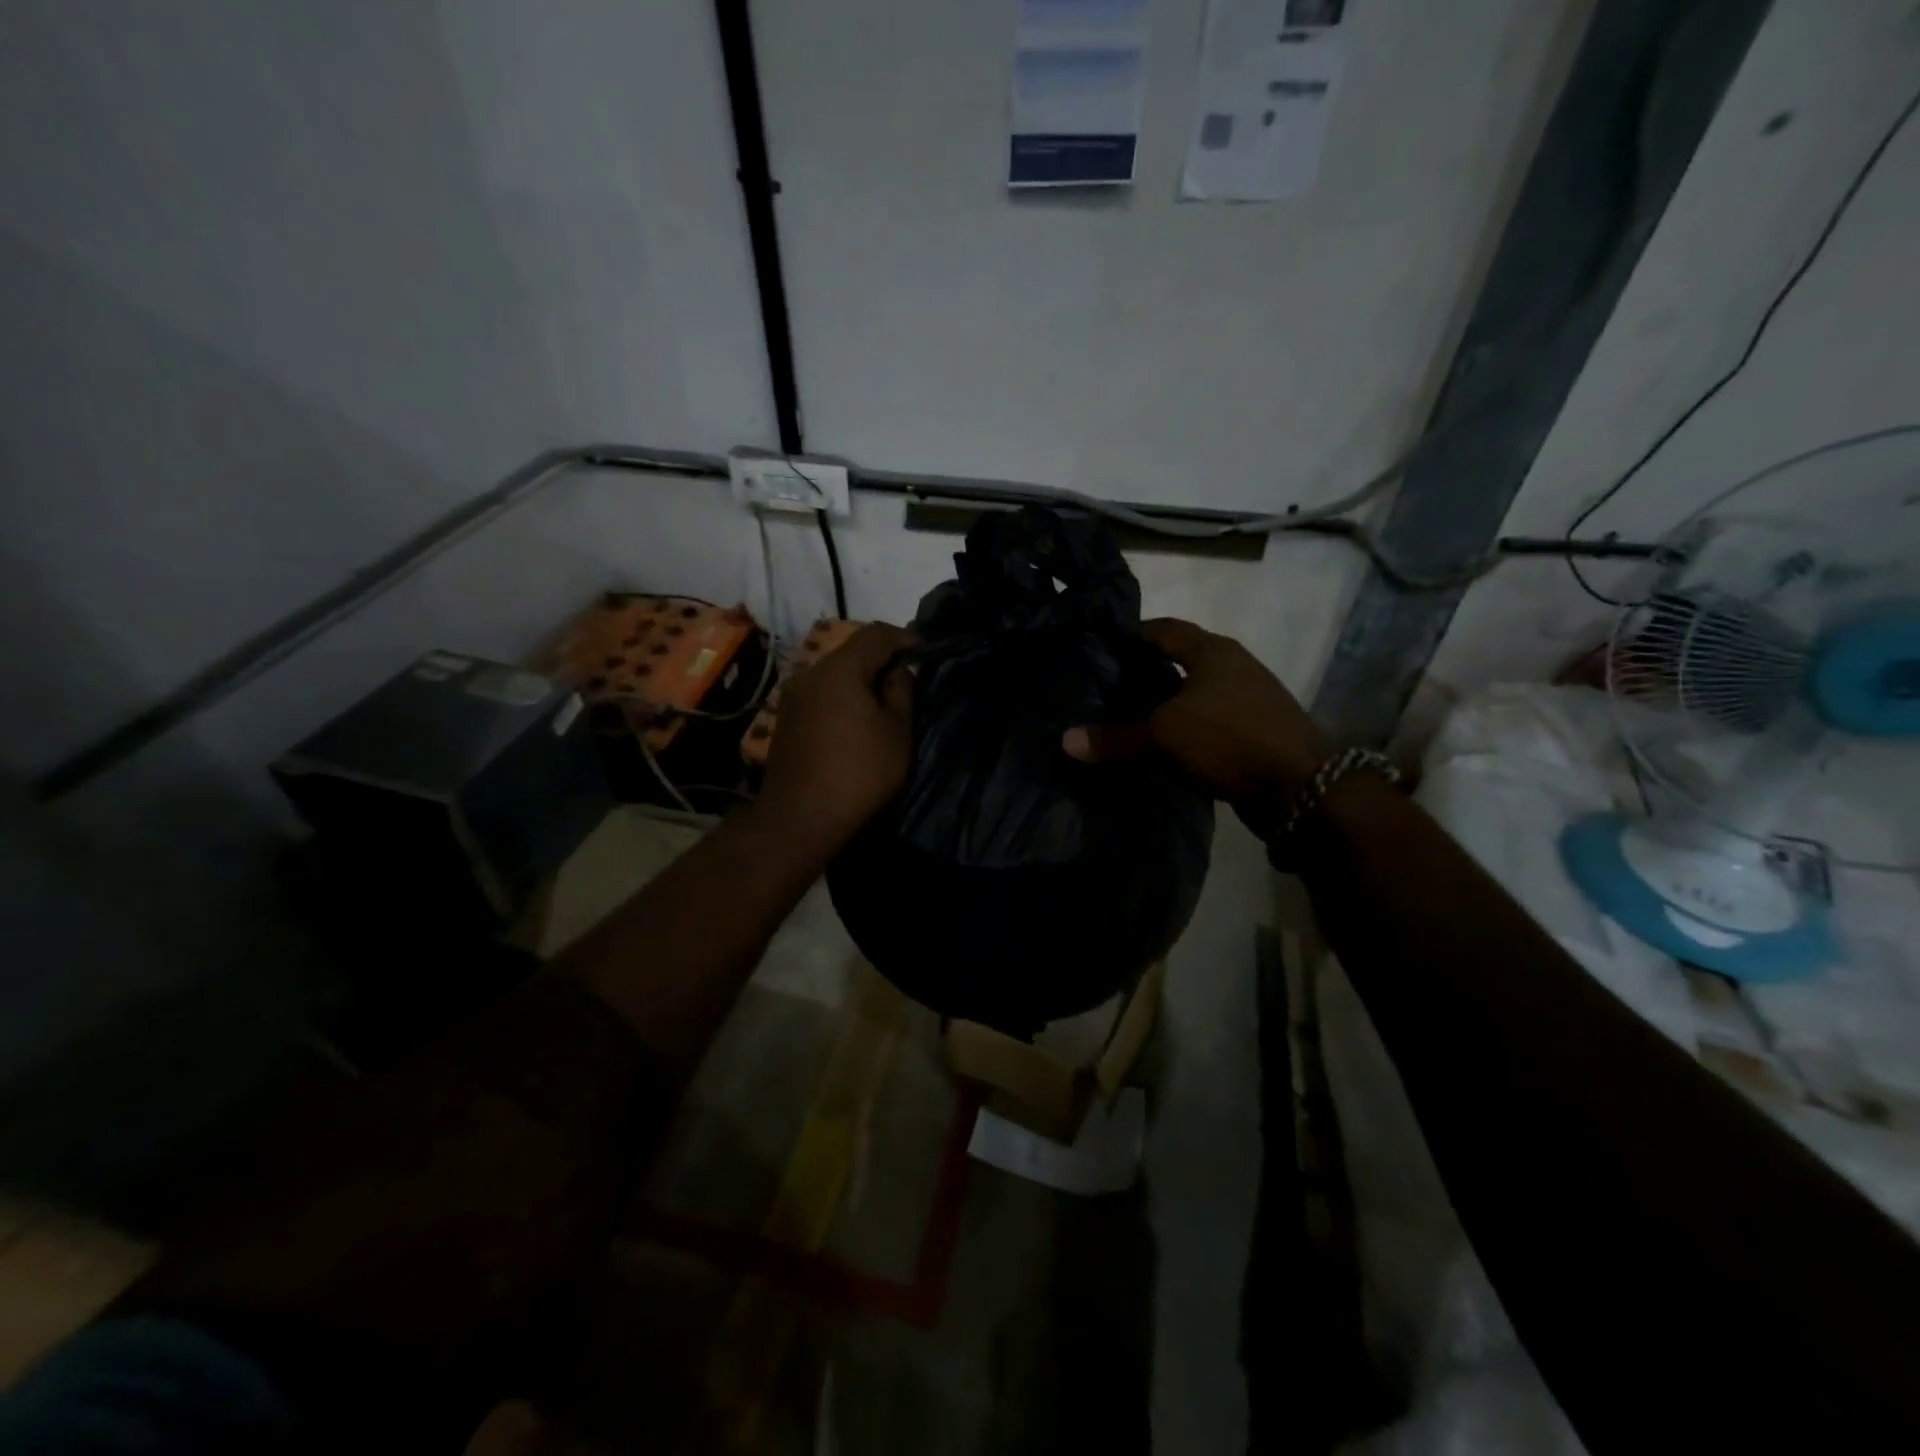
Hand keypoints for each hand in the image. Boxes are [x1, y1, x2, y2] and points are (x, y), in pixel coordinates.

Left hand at [758, 622, 915, 850]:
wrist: (799, 819)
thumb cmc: (859, 773)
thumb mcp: (897, 732)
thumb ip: (902, 690)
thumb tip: (898, 670)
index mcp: (840, 669)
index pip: (876, 633)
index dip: (905, 637)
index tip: (925, 652)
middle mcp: (810, 673)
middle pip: (852, 651)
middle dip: (882, 659)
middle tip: (908, 680)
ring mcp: (793, 696)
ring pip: (835, 674)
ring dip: (861, 681)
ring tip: (884, 704)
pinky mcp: (786, 719)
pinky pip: (822, 694)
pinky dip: (843, 697)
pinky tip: (856, 721)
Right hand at [1062, 618, 1327, 832]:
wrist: (1302, 787)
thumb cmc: (1229, 740)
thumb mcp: (1163, 735)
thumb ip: (1115, 736)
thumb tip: (1065, 740)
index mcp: (1212, 651)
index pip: (1163, 629)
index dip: (1130, 635)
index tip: (1100, 649)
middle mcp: (1232, 666)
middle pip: (1179, 660)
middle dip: (1144, 672)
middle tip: (1105, 687)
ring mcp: (1248, 698)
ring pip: (1193, 693)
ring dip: (1164, 704)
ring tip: (1126, 717)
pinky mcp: (1254, 730)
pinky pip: (1207, 721)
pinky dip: (1182, 729)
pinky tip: (1161, 746)